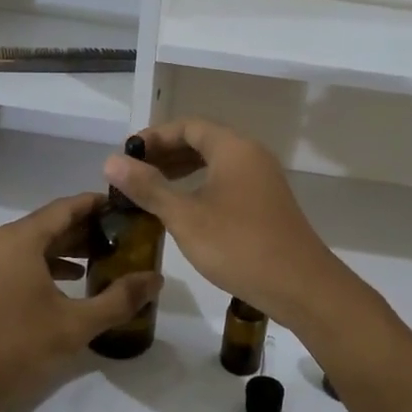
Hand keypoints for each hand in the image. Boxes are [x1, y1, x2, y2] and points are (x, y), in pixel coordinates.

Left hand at [0, 193, 161, 411]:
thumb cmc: (14, 350)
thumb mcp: (75, 326)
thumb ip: (119, 299)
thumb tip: (156, 279)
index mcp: (19, 239)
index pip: (67, 207)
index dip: (99, 206)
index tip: (128, 210)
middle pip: (50, 224)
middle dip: (87, 231)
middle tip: (123, 240)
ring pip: (33, 245)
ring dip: (67, 251)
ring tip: (102, 262)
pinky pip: (18, 262)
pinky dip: (45, 266)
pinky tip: (69, 285)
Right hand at [103, 120, 359, 329]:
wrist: (300, 285)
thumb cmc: (238, 245)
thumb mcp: (185, 217)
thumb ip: (149, 187)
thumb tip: (112, 161)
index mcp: (233, 148)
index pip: (188, 126)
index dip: (154, 137)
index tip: (127, 156)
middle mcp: (251, 155)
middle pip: (203, 141)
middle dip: (166, 153)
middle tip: (133, 173)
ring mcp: (263, 179)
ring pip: (216, 162)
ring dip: (182, 170)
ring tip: (151, 189)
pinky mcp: (267, 202)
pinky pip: (227, 181)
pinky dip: (201, 185)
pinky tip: (184, 209)